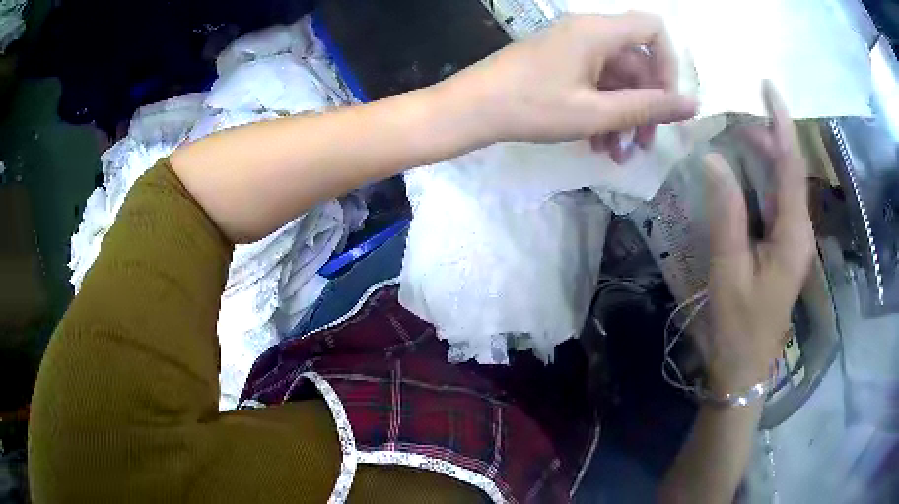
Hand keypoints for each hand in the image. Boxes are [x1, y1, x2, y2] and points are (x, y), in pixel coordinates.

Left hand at [451, 12, 696, 160]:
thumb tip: (692, 105)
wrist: (471, 109)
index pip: (654, 30)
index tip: (669, 102)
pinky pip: (595, 83)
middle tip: (644, 145)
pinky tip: (599, 145)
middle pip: (637, 62)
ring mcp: (573, 48)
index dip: (670, 64)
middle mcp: (588, 32)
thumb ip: (648, 107)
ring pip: (616, 79)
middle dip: (646, 105)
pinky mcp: (560, 64)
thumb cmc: (532, 107)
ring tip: (619, 155)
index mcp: (598, 31)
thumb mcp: (596, 112)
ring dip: (624, 117)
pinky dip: (603, 112)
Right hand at [702, 82, 814, 393]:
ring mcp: (793, 240)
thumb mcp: (729, 270)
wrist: (745, 367)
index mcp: (793, 234)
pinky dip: (764, 180)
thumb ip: (726, 212)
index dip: (781, 123)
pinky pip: (778, 202)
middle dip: (770, 137)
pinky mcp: (784, 248)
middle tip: (737, 115)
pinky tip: (746, 174)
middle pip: (791, 171)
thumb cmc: (738, 325)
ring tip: (739, 135)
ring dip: (766, 157)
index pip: (793, 166)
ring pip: (785, 185)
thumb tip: (713, 158)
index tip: (768, 87)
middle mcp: (800, 231)